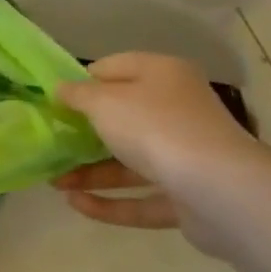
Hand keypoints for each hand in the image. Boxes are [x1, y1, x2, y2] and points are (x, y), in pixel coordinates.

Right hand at [55, 52, 270, 256]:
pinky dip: (110, 202)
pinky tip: (75, 204)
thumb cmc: (154, 127)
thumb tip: (61, 90)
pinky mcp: (189, 197)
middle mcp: (178, 110)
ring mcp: (186, 155)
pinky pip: (142, 197)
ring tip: (52, 182)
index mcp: (163, 75)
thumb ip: (77, 95)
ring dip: (90, 171)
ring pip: (130, 161)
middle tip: (50, 141)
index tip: (53, 99)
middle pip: (123, 117)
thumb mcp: (102, 101)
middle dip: (84, 133)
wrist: (220, 191)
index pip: (115, 68)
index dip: (82, 81)